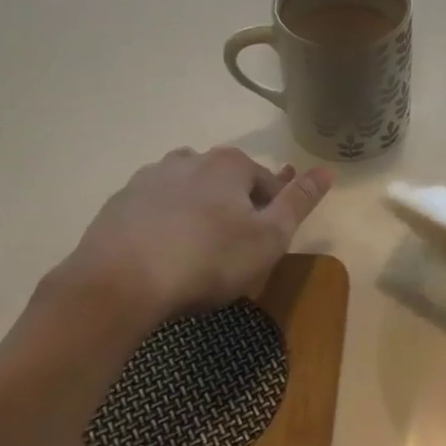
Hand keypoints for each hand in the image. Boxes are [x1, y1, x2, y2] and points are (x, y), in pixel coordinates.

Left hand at [57, 147, 332, 320]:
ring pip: (188, 193)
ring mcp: (148, 180)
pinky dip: (165, 227)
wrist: (119, 285)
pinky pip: (154, 211)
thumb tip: (328, 169)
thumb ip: (300, 201)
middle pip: (226, 183)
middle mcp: (188, 160)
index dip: (274, 214)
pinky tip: (164, 257)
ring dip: (199, 215)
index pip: (267, 182)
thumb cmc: (208, 260)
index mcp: (229, 164)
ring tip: (198, 255)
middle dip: (235, 210)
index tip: (268, 246)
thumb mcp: (270, 237)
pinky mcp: (118, 205)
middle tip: (235, 252)